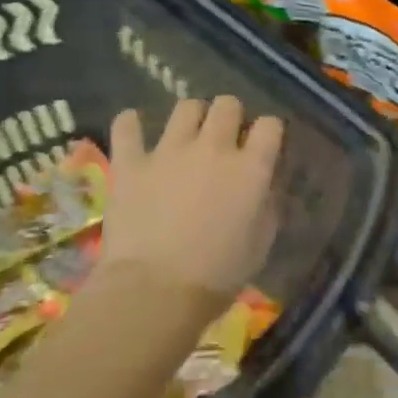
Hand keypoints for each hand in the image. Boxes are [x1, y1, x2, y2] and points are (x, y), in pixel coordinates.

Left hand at [102, 97, 282, 315]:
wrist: (155, 293)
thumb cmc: (217, 277)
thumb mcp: (260, 244)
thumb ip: (267, 206)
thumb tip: (264, 186)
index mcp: (250, 168)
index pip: (270, 124)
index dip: (268, 131)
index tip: (263, 145)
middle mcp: (213, 148)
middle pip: (228, 104)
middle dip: (230, 116)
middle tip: (224, 139)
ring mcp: (169, 151)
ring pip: (186, 106)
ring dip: (191, 117)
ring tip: (186, 135)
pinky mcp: (132, 163)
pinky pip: (127, 127)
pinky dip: (130, 124)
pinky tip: (133, 127)